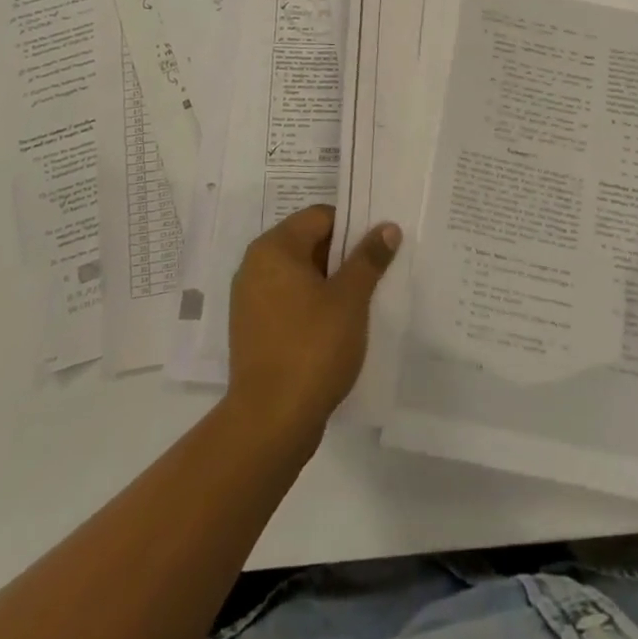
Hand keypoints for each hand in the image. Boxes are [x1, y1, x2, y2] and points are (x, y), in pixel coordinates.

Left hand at [226, 205, 400, 451]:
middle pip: (308, 243)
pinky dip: (312, 305)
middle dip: (343, 256)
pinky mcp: (253, 329)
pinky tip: (337, 326)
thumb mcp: (350, 299)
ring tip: (362, 300)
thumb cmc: (312, 347)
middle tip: (376, 273)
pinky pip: (288, 301)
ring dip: (330, 283)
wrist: (270, 421)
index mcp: (274, 248)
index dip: (353, 227)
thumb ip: (368, 258)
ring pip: (300, 275)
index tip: (378, 247)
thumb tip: (387, 228)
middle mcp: (255, 265)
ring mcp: (250, 299)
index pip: (320, 217)